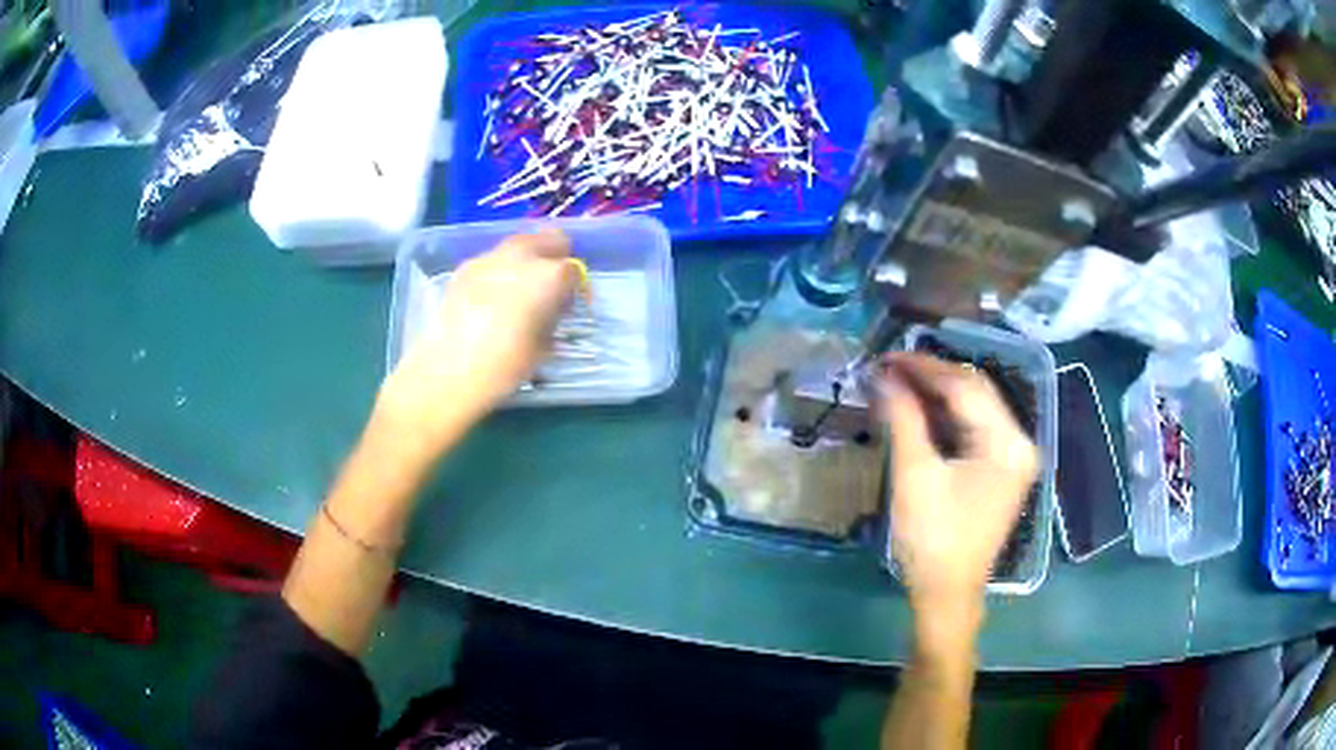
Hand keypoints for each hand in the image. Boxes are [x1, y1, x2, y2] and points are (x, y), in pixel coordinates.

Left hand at [379, 229, 579, 451]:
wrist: (449, 370)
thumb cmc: (504, 365)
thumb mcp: (543, 347)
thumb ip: (553, 318)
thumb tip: (552, 309)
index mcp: (549, 276)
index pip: (574, 269)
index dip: (576, 287)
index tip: (570, 305)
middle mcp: (522, 257)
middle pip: (549, 238)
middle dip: (554, 256)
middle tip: (550, 285)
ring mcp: (490, 258)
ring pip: (518, 245)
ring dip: (526, 261)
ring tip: (519, 291)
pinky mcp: (465, 267)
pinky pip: (492, 260)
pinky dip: (498, 271)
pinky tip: (490, 299)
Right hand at [878, 353, 1037, 634]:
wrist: (945, 595)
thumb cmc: (933, 539)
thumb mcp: (915, 476)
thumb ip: (904, 418)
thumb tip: (884, 375)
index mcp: (1008, 444)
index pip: (967, 388)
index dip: (925, 368)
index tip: (887, 356)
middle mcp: (1018, 443)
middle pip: (975, 393)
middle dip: (932, 376)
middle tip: (889, 367)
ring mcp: (1011, 457)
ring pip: (974, 409)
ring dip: (937, 394)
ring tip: (898, 382)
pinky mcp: (998, 470)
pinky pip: (973, 429)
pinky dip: (945, 416)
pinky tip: (919, 409)